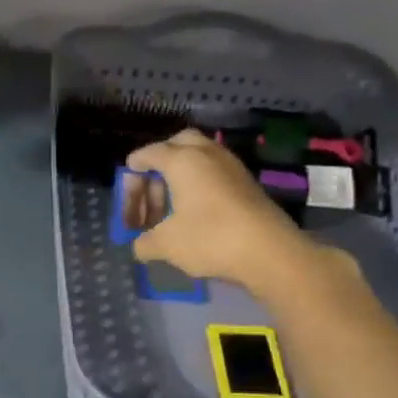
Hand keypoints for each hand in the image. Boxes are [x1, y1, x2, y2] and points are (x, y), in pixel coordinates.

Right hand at [124, 129, 336, 296]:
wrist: (270, 252)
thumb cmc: (210, 238)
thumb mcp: (166, 245)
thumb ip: (145, 242)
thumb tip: (139, 246)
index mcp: (182, 160)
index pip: (147, 154)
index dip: (131, 175)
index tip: (127, 197)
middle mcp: (207, 154)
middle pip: (176, 145)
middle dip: (159, 166)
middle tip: (151, 193)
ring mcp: (231, 166)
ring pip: (198, 159)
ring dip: (180, 178)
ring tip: (170, 210)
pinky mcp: (247, 183)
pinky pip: (215, 174)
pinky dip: (199, 186)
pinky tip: (195, 214)